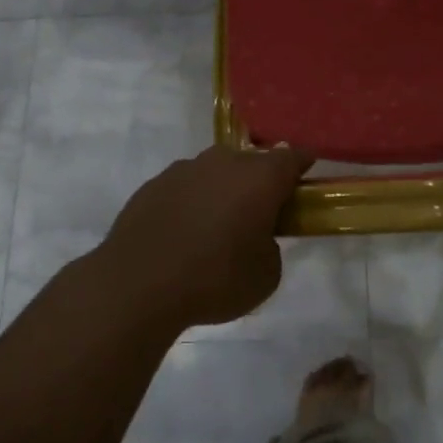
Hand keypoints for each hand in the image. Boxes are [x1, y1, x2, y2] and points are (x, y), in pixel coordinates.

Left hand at [92, 145, 313, 330]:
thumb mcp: (266, 275)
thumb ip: (271, 247)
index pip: (292, 157)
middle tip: (260, 214)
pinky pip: (185, 187)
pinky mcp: (153, 185)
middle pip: (251, 162)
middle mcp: (223, 163)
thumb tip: (256, 237)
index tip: (305, 182)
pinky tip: (184, 233)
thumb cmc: (215, 279)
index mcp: (259, 178)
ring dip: (223, 191)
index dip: (303, 166)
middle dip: (260, 182)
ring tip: (217, 227)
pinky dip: (192, 202)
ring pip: (215, 172)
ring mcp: (184, 170)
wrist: (137, 284)